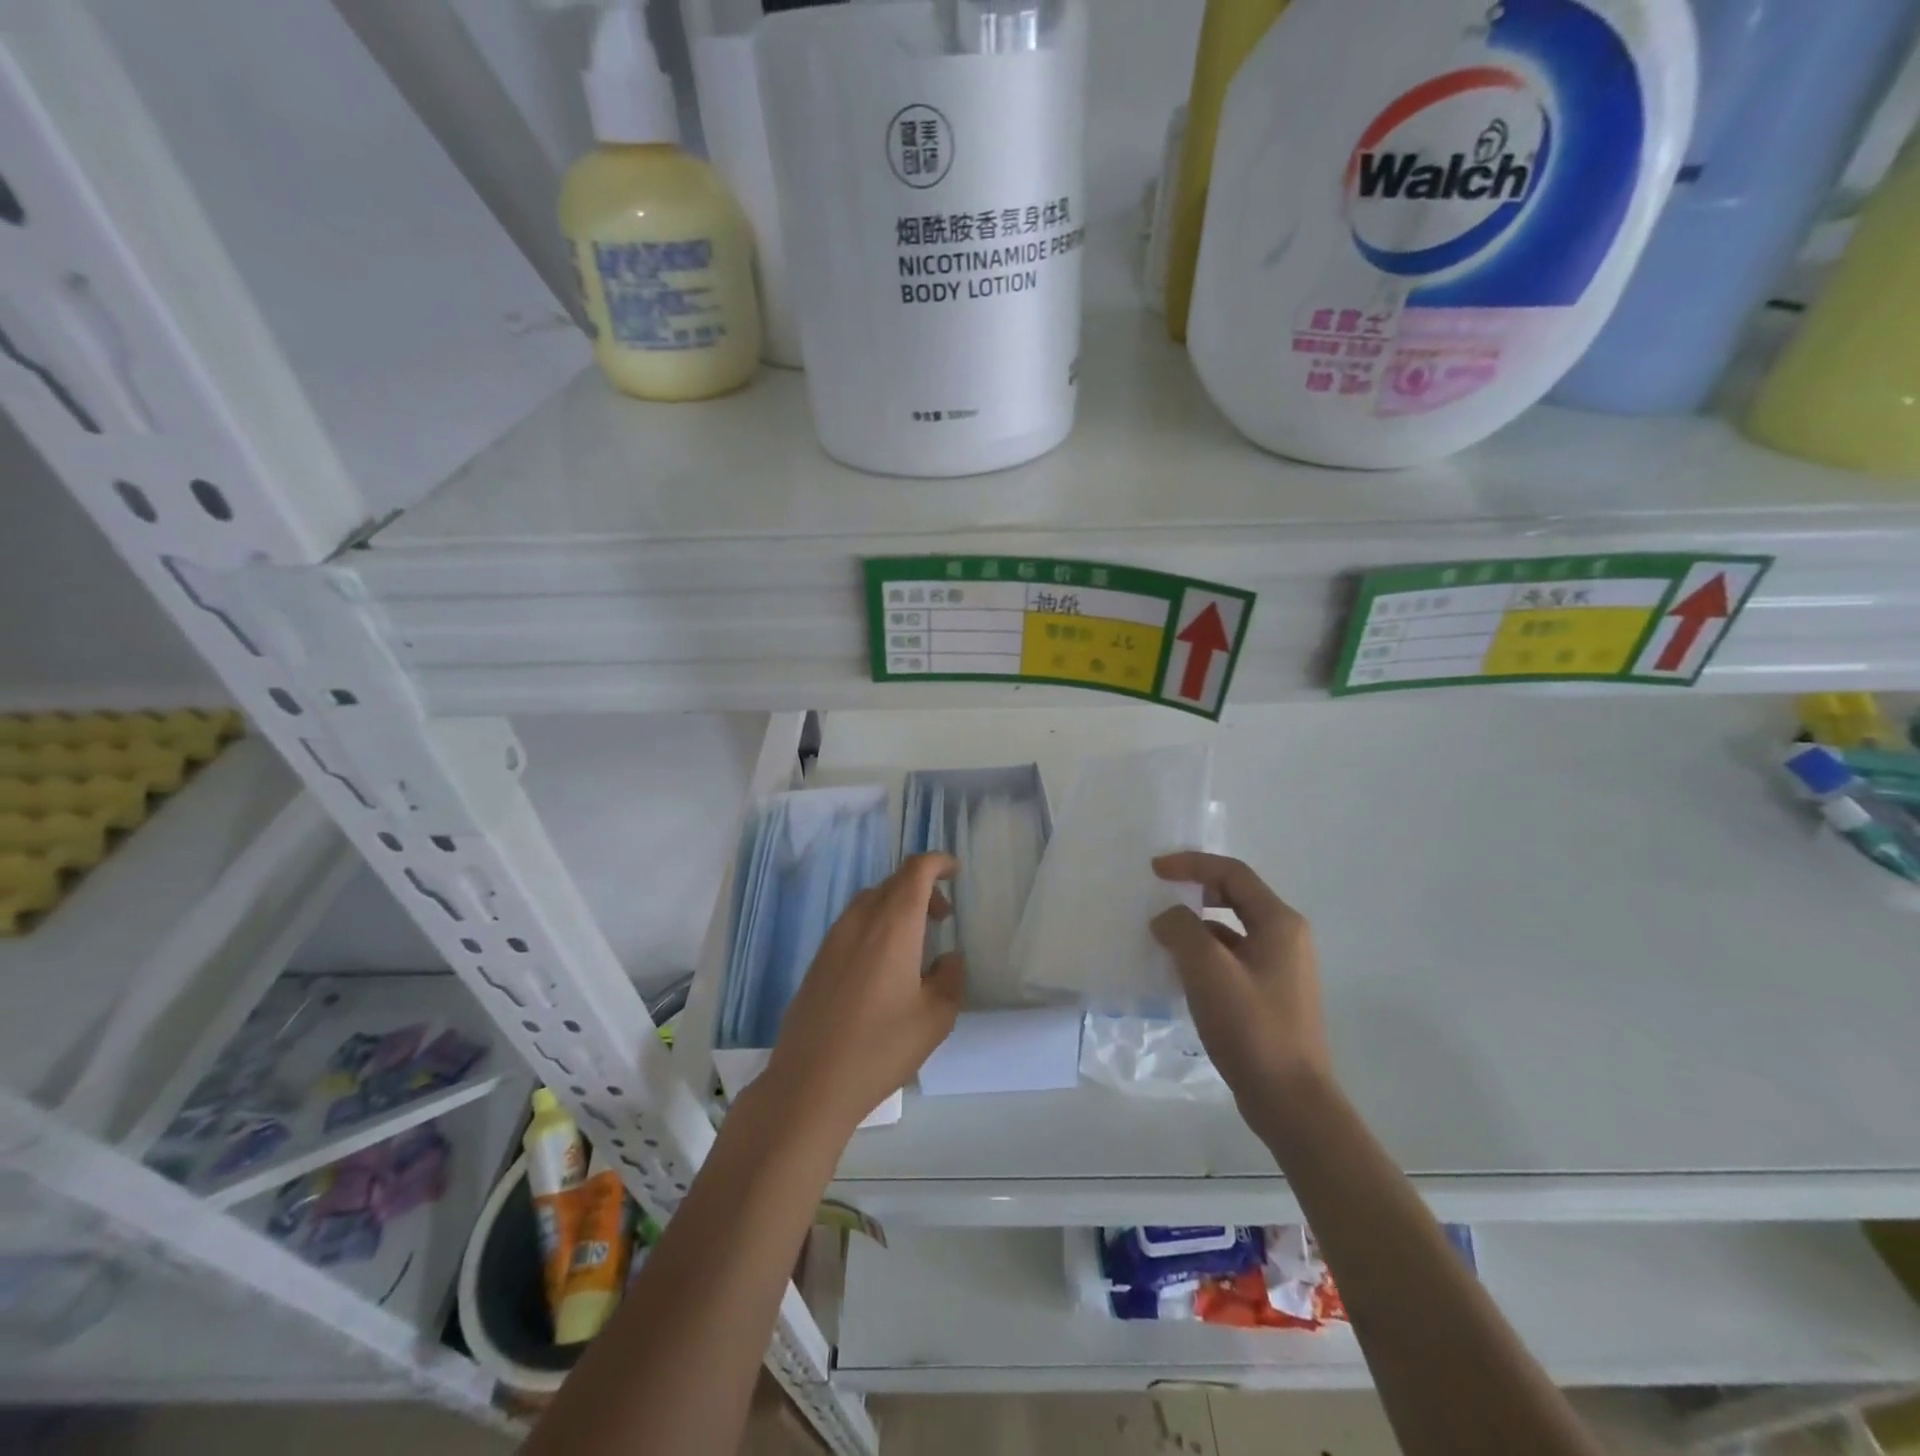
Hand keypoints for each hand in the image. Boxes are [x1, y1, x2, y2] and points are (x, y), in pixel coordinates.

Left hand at [763, 854, 964, 1138]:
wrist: (809, 1082)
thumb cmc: (880, 1047)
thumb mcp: (936, 1018)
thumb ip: (950, 978)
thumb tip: (947, 958)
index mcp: (893, 925)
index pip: (915, 871)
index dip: (937, 862)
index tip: (955, 872)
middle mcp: (860, 921)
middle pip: (892, 883)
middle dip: (921, 889)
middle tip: (942, 918)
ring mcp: (833, 940)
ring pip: (869, 902)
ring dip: (896, 908)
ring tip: (914, 943)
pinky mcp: (817, 961)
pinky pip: (852, 925)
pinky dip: (875, 926)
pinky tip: (882, 967)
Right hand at [1150, 853, 1330, 1107]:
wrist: (1291, 1101)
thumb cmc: (1252, 1027)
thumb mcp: (1208, 970)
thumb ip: (1181, 930)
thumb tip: (1166, 918)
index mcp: (1279, 922)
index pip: (1232, 873)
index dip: (1191, 864)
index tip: (1154, 870)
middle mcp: (1285, 937)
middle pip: (1234, 896)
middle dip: (1194, 891)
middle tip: (1158, 896)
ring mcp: (1280, 968)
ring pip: (1231, 929)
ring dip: (1196, 926)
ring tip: (1160, 937)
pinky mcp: (1270, 995)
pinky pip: (1232, 958)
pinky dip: (1204, 955)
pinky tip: (1179, 973)